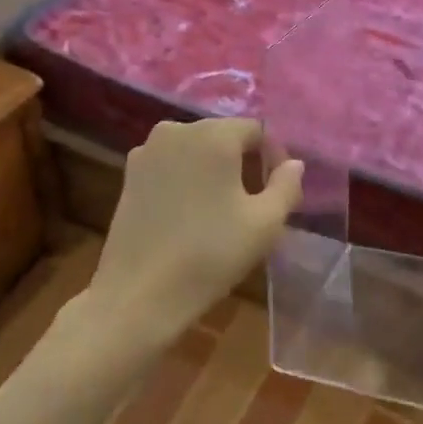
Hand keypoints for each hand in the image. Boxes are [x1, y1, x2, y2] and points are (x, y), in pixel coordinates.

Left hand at [81, 118, 303, 346]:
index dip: (274, 157)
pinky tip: (191, 215)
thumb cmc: (210, 254)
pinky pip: (171, 165)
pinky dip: (187, 179)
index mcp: (213, 134)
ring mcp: (147, 151)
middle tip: (256, 203)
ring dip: (215, 171)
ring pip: (196, 150)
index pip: (257, 130)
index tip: (278, 192)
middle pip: (224, 136)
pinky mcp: (129, 175)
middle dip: (245, 162)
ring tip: (224, 210)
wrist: (139, 294)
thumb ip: (287, 185)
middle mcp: (176, 130)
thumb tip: (293, 164)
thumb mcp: (265, 224)